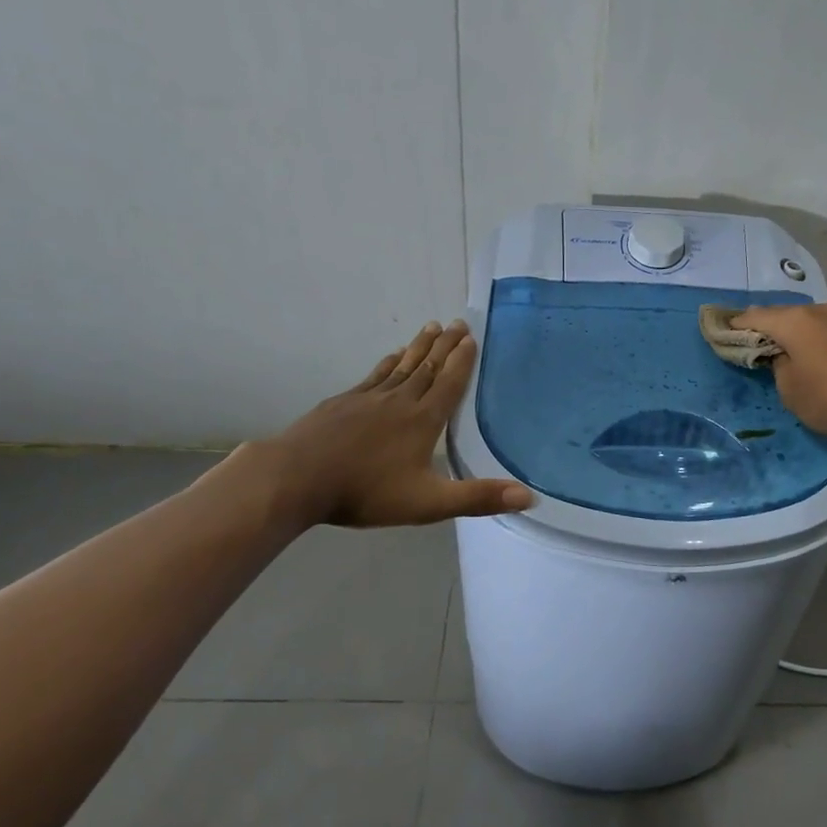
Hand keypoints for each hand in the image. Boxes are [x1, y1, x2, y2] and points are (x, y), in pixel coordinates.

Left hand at [246, 321, 531, 530]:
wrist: (297, 478)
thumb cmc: (366, 491)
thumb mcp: (429, 503)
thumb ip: (478, 498)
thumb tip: (529, 496)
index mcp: (423, 420)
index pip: (449, 383)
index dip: (462, 361)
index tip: (471, 337)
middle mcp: (400, 400)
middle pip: (427, 366)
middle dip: (445, 345)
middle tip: (457, 323)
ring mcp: (368, 398)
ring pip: (401, 365)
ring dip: (419, 346)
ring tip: (431, 328)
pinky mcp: (344, 402)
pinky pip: (374, 375)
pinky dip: (388, 362)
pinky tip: (390, 357)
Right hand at [731, 300, 826, 447]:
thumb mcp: (790, 390)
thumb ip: (778, 365)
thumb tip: (785, 355)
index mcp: (797, 321)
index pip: (755, 317)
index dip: (736, 326)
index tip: (723, 333)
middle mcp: (823, 309)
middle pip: (786, 315)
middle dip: (770, 328)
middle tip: (758, 346)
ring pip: (813, 320)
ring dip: (799, 333)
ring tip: (793, 353)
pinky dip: (821, 339)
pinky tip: (823, 357)